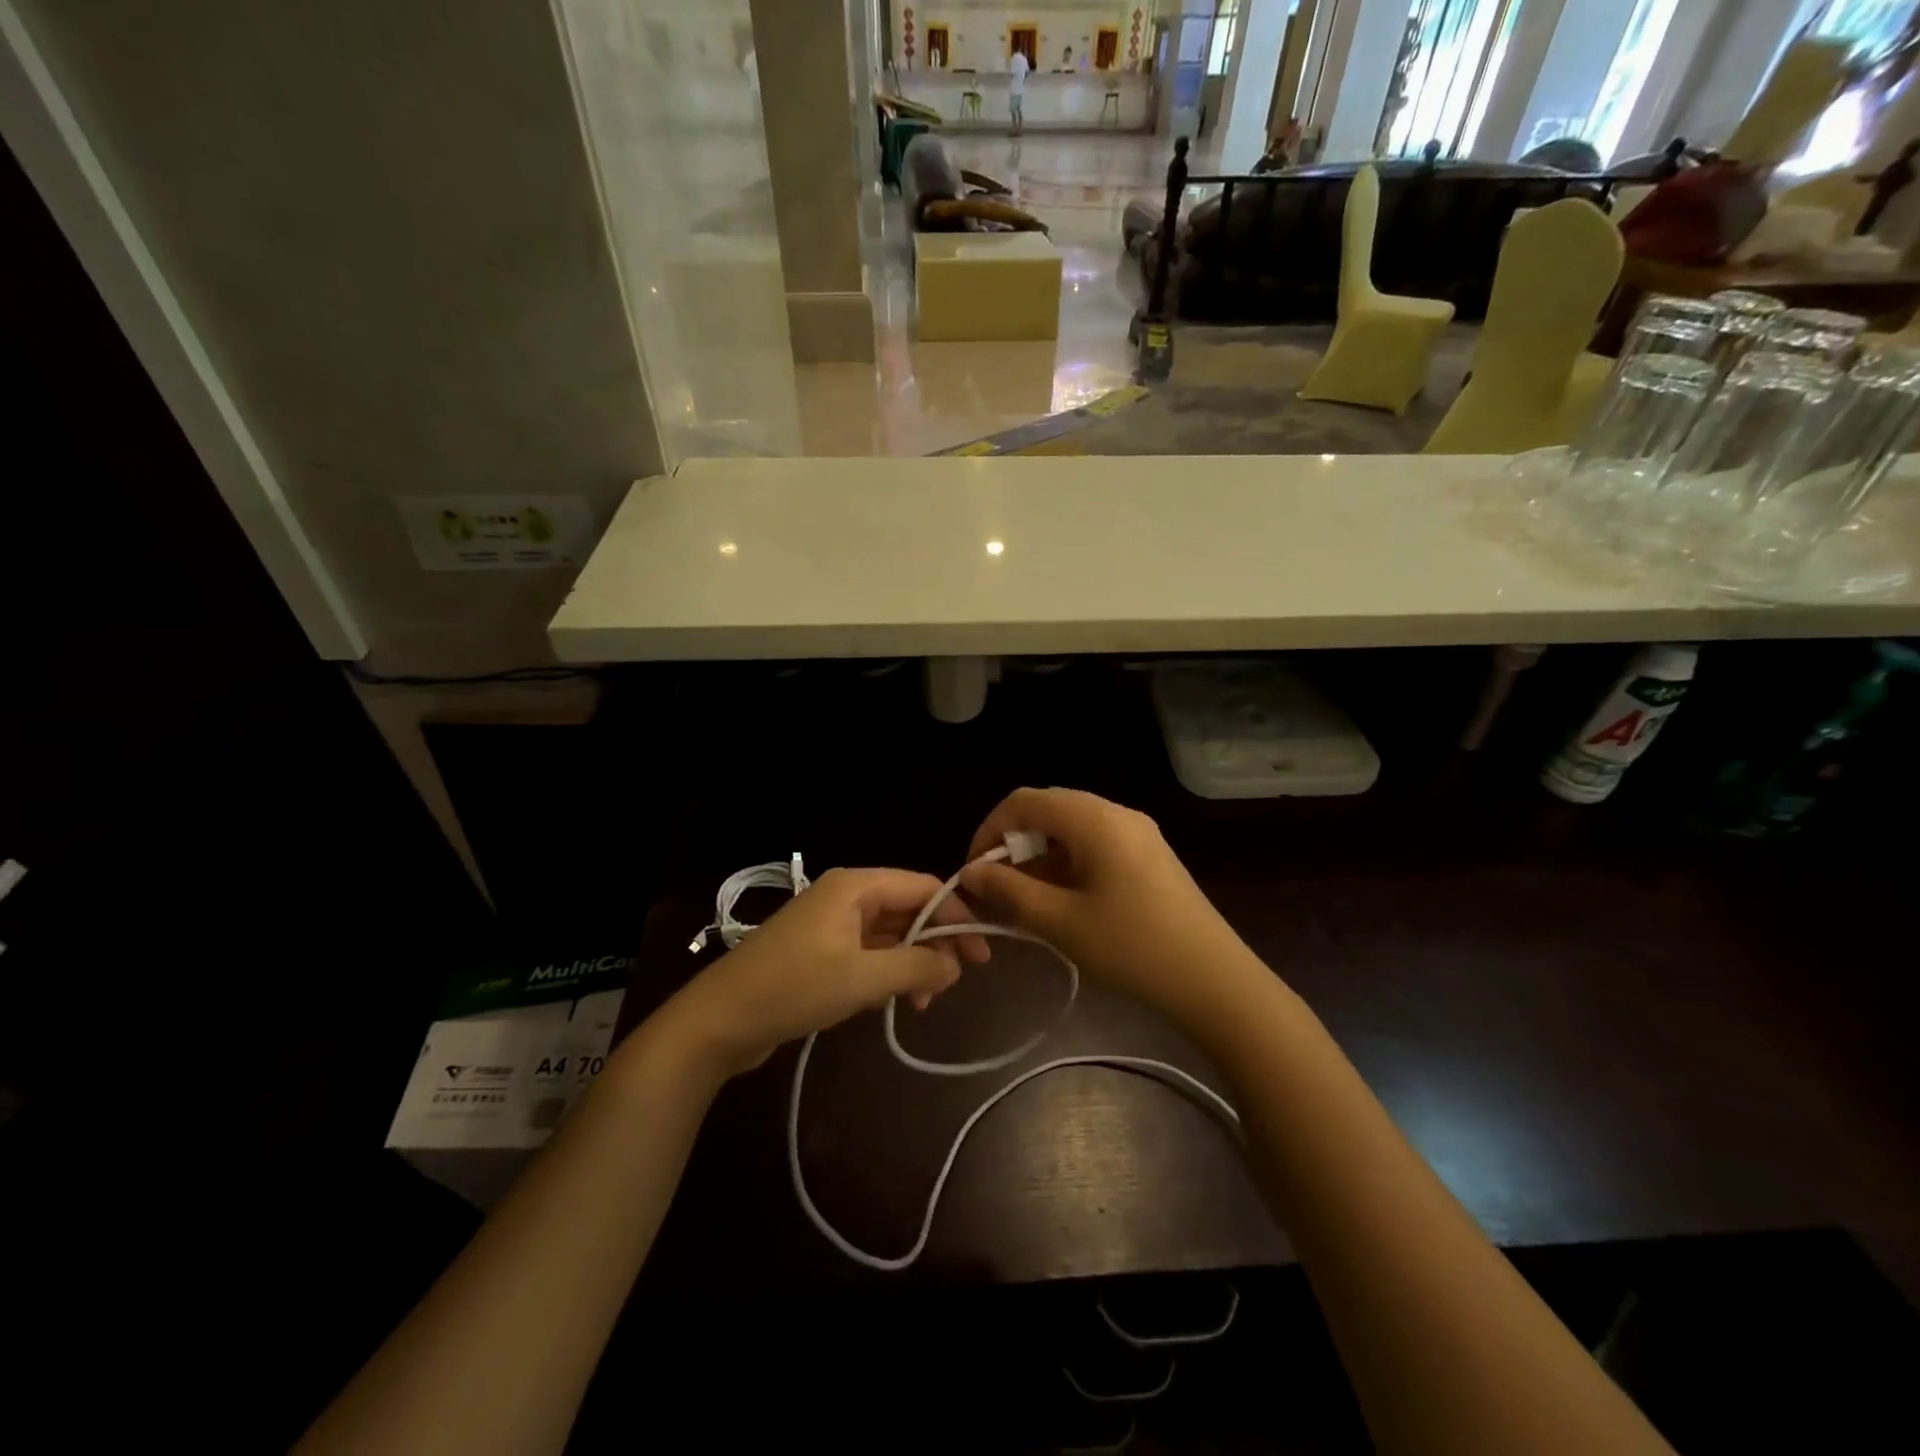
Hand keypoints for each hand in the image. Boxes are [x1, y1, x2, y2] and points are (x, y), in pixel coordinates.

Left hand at [663, 868, 990, 1076]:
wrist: (719, 1020)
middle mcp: (845, 897)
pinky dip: (887, 973)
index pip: (923, 887)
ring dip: (912, 963)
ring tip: (925, 1002)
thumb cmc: (794, 988)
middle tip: (960, 980)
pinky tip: (895, 1002)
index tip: (982, 954)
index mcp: (856, 886)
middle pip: (907, 909)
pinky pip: (867, 953)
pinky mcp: (819, 953)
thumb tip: (955, 965)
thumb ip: (915, 966)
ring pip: (888, 934)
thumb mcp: (862, 978)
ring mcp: (830, 925)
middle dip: (936, 942)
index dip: (957, 915)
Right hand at [960, 788, 1258, 1026]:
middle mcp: (1117, 814)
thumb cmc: (1132, 947)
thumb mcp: (1061, 922)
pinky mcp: (1150, 857)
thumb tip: (971, 872)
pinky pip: (1095, 846)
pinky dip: (1068, 866)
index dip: (990, 831)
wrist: (1215, 981)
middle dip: (1014, 846)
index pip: (1024, 802)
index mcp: (1095, 819)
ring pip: (1072, 830)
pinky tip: (1061, 904)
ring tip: (1024, 903)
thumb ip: (1009, 891)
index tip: (974, 873)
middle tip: (997, 890)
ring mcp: (1138, 834)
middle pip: (1049, 811)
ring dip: (1040, 858)